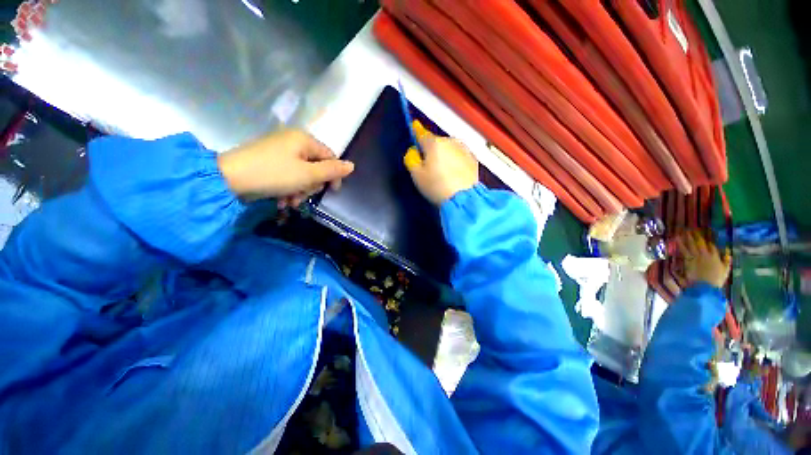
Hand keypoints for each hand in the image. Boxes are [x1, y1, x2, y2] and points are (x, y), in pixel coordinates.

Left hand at [218, 129, 353, 207]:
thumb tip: (351, 166)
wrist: (228, 179)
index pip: (330, 157)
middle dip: (311, 186)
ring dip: (299, 191)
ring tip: (290, 202)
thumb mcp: (308, 175)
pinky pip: (288, 175)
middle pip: (316, 166)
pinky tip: (281, 200)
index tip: (332, 191)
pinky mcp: (269, 161)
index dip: (334, 175)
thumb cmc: (274, 174)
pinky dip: (288, 189)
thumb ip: (332, 171)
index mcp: (304, 140)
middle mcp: (293, 142)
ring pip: (302, 174)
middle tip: (302, 197)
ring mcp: (280, 151)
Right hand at [403, 120, 478, 205]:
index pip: (422, 134)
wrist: (464, 198)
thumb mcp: (417, 175)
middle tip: (429, 165)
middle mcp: (450, 141)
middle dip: (432, 149)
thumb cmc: (436, 186)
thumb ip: (411, 159)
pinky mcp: (474, 159)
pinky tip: (454, 173)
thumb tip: (413, 151)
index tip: (415, 126)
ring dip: (445, 154)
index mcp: (434, 143)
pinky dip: (455, 161)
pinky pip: (459, 156)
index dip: (417, 131)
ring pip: (449, 148)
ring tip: (443, 171)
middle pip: (437, 142)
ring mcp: (464, 149)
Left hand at [677, 231, 730, 288]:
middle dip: (695, 235)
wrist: (705, 287)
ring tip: (683, 231)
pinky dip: (680, 244)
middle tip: (690, 228)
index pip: (711, 245)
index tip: (703, 232)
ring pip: (691, 244)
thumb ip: (727, 261)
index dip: (707, 238)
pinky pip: (684, 250)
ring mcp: (696, 257)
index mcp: (715, 256)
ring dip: (687, 237)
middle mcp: (705, 255)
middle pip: (700, 242)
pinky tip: (677, 238)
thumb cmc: (716, 280)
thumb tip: (728, 252)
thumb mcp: (725, 270)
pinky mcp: (688, 260)